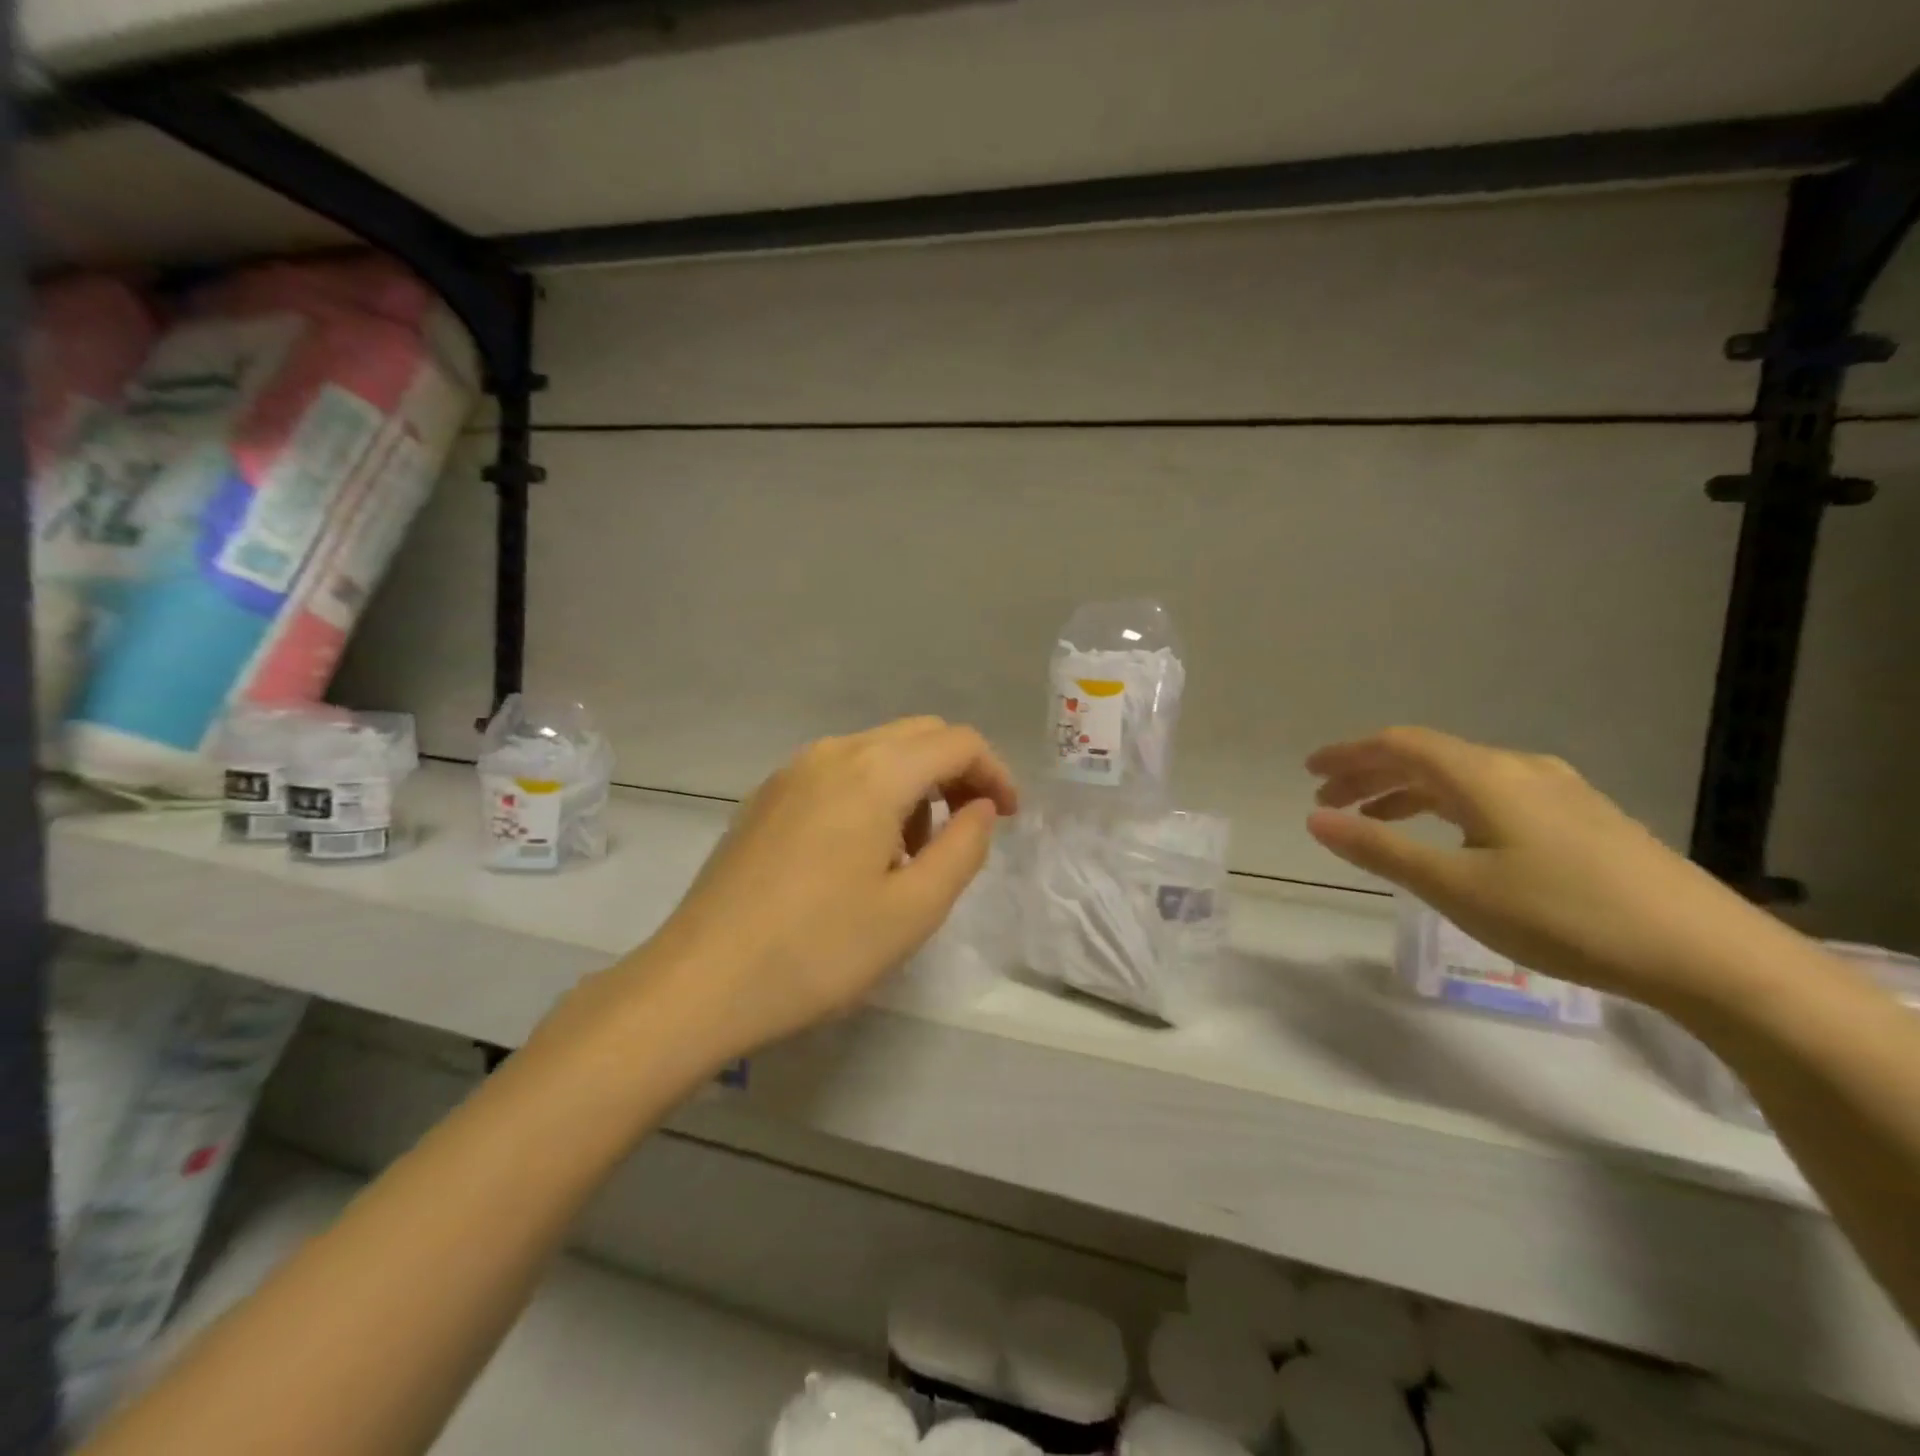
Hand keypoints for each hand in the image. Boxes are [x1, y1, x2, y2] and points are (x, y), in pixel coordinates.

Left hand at [637, 718, 1018, 1057]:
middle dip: (957, 773)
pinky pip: (839, 773)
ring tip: (914, 854)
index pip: (957, 742)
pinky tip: (863, 854)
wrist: (700, 982)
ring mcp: (792, 772)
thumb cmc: (818, 950)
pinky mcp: (766, 797)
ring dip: (914, 785)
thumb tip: (979, 808)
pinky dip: (873, 793)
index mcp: (873, 772)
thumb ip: (964, 848)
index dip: (995, 773)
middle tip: (971, 828)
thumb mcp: (913, 910)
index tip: (1008, 818)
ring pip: (877, 752)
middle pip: (917, 736)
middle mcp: (832, 753)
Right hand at [1305, 726, 1794, 1011]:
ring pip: (1461, 778)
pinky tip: (1448, 839)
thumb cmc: (1564, 915)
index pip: (1399, 745)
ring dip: (1407, 793)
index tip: (1309, 772)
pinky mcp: (1582, 819)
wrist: (1706, 954)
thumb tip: (1314, 818)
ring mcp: (1557, 792)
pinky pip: (1491, 796)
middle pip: (1427, 757)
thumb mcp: (1456, 887)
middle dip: (1371, 774)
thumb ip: (1380, 849)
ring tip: (1374, 821)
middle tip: (1329, 802)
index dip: (1348, 754)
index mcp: (1485, 775)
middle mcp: (1519, 769)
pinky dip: (1447, 807)